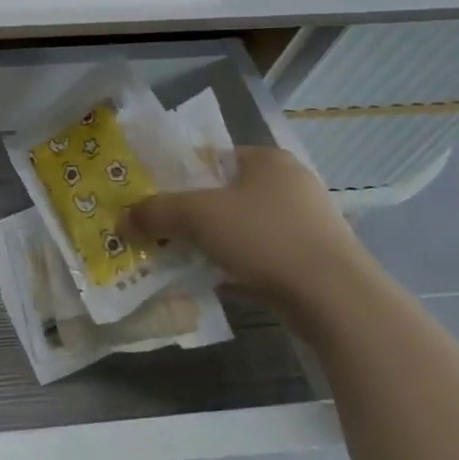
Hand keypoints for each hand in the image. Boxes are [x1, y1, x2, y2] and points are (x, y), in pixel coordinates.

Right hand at [125, 146, 371, 316]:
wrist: (337, 301)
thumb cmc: (265, 237)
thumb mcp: (196, 215)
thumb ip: (155, 212)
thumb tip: (121, 219)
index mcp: (268, 160)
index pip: (213, 157)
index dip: (179, 174)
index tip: (153, 195)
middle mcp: (292, 186)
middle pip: (226, 195)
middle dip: (192, 213)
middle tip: (160, 227)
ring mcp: (308, 227)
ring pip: (243, 229)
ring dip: (213, 242)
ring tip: (180, 256)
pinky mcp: (315, 264)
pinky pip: (262, 259)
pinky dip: (237, 268)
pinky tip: (213, 282)